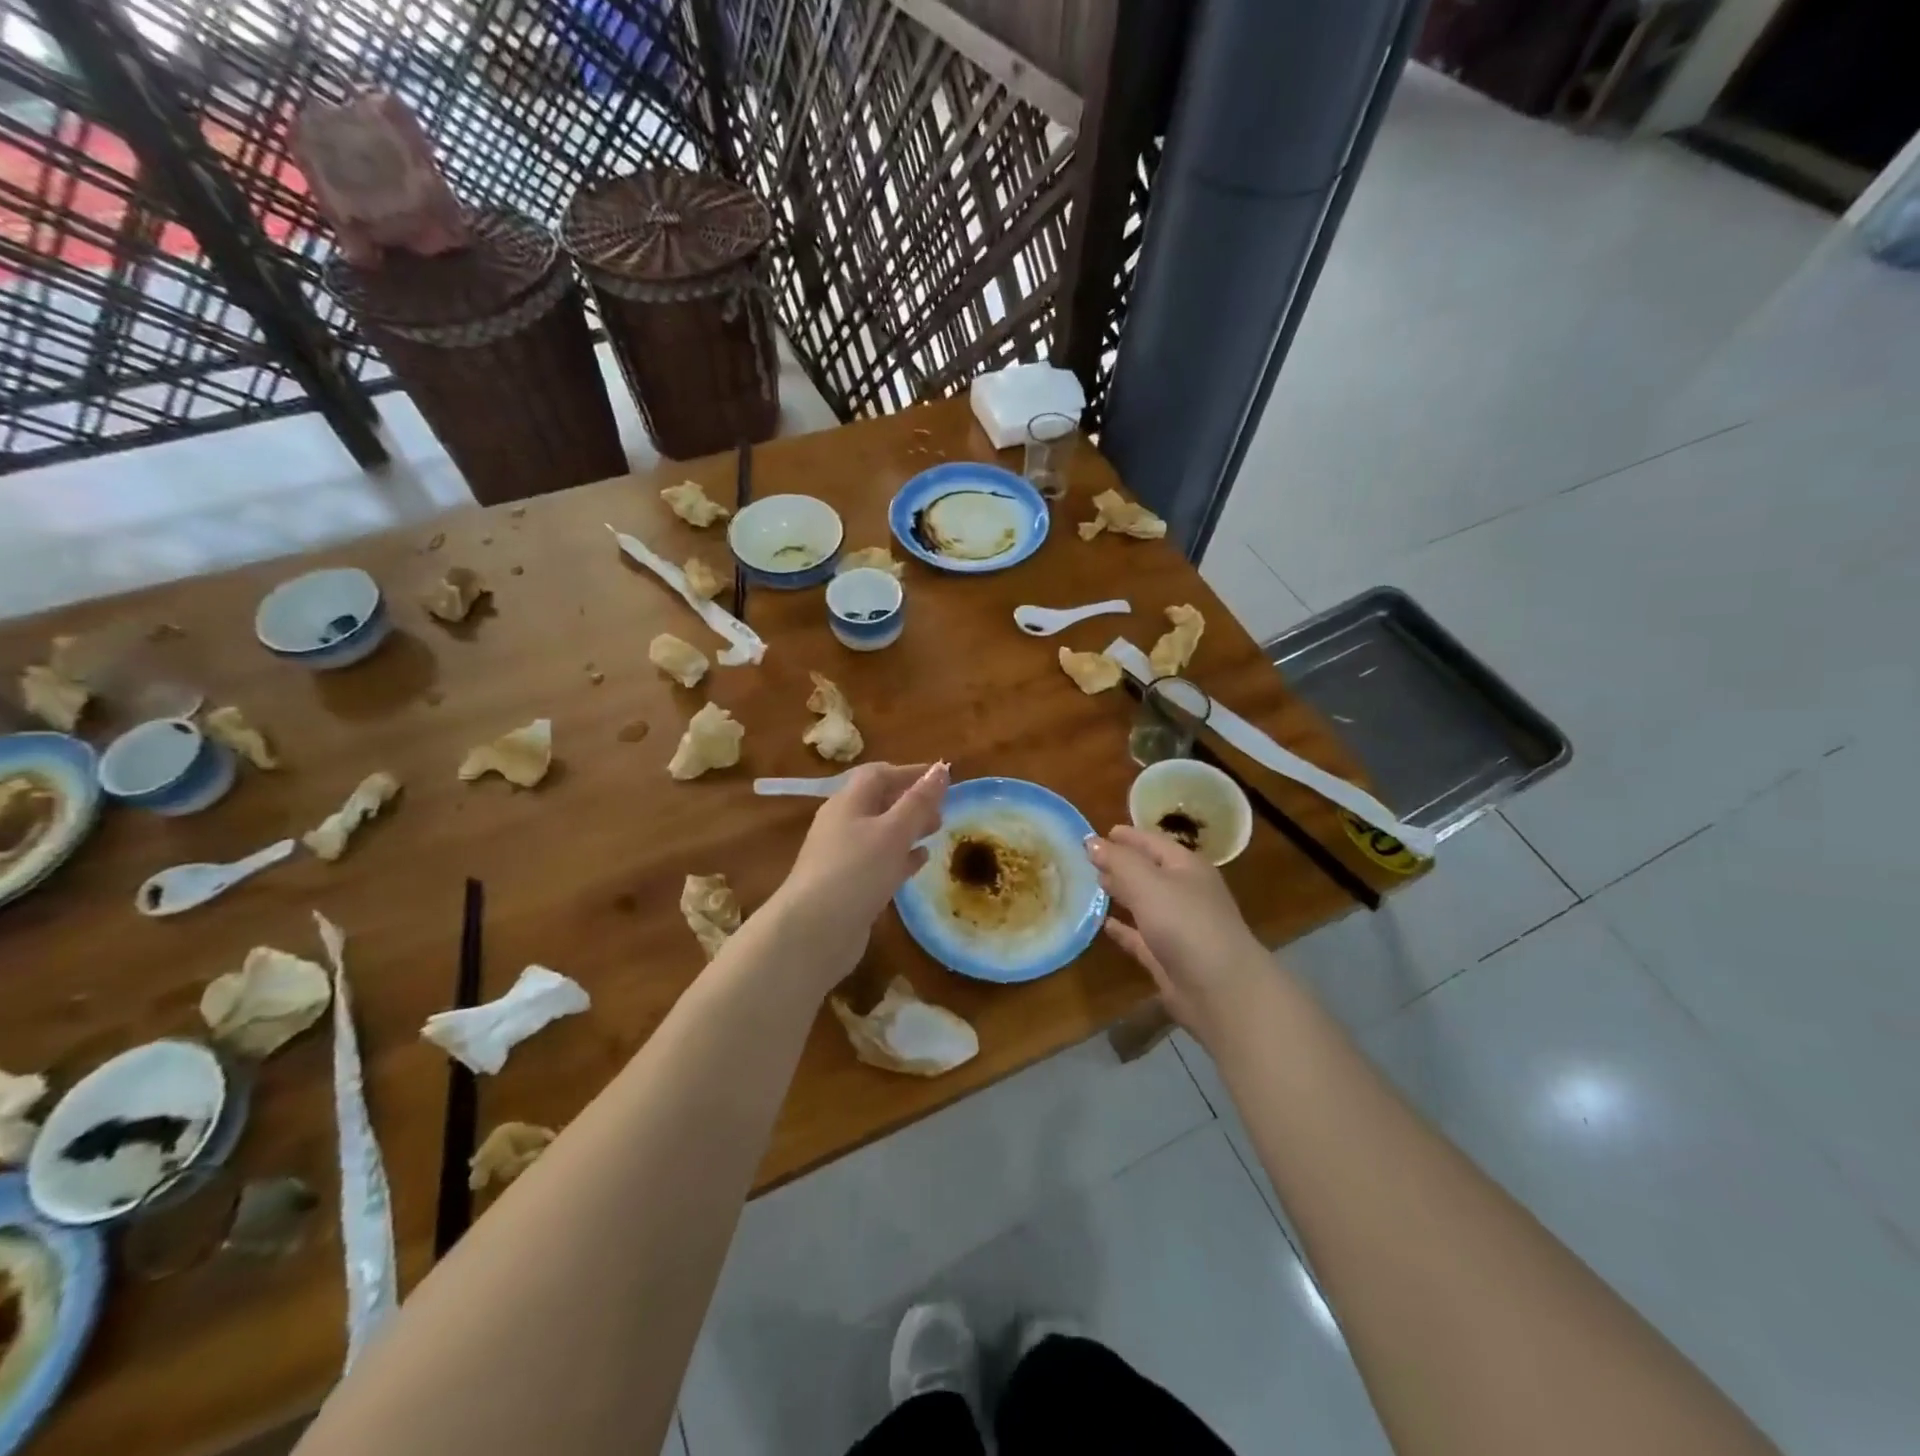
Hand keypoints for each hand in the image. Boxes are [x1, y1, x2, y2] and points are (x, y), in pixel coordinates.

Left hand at [770, 762, 947, 985]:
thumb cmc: (856, 871)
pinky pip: (878, 861)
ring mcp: (842, 857)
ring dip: (908, 829)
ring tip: (936, 832)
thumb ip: (919, 801)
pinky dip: (901, 857)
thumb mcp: (893, 832)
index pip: (878, 774)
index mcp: (848, 803)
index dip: (909, 772)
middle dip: (910, 801)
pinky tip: (920, 861)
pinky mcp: (848, 886)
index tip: (941, 778)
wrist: (813, 932)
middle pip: (878, 802)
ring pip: (880, 833)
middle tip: (942, 810)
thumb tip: (941, 768)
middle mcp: (842, 825)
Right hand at [1087, 826, 1269, 1045]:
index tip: (1100, 833)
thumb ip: (1118, 860)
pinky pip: (1140, 936)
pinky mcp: (1168, 957)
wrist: (1220, 989)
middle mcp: (1185, 893)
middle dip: (1122, 863)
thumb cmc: (1185, 923)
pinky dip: (1124, 929)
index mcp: (1187, 867)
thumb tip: (1091, 841)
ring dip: (1121, 893)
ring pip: (1144, 903)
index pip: (1153, 843)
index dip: (1128, 837)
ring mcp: (1178, 927)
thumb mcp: (1147, 882)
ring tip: (1094, 885)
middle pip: (1149, 871)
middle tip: (1090, 859)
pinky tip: (1104, 924)